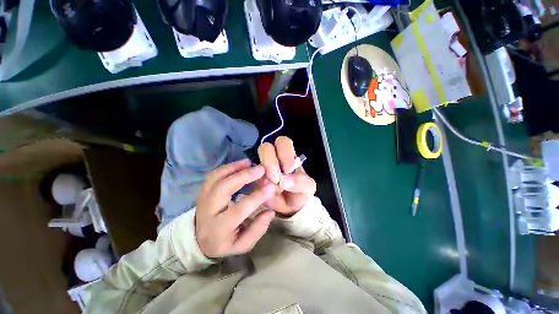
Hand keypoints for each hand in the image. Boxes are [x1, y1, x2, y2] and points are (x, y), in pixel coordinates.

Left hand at [195, 159, 275, 257]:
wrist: (200, 239)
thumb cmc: (225, 242)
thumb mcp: (243, 244)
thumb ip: (258, 229)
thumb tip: (271, 211)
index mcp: (219, 228)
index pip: (239, 210)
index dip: (257, 197)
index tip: (271, 187)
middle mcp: (207, 212)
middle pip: (223, 189)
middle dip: (243, 176)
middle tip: (260, 169)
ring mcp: (202, 199)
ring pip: (215, 178)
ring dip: (233, 168)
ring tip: (249, 163)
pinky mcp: (203, 191)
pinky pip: (213, 175)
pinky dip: (227, 167)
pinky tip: (239, 164)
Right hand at [258, 136, 316, 216]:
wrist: (290, 209)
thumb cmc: (300, 192)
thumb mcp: (308, 187)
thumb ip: (301, 182)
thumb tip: (283, 181)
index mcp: (288, 156)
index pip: (283, 142)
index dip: (284, 154)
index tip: (287, 170)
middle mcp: (274, 158)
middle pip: (266, 147)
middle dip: (271, 163)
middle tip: (276, 179)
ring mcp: (262, 167)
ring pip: (255, 160)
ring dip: (263, 173)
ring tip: (270, 187)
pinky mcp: (253, 178)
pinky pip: (248, 175)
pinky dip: (255, 182)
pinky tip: (263, 191)